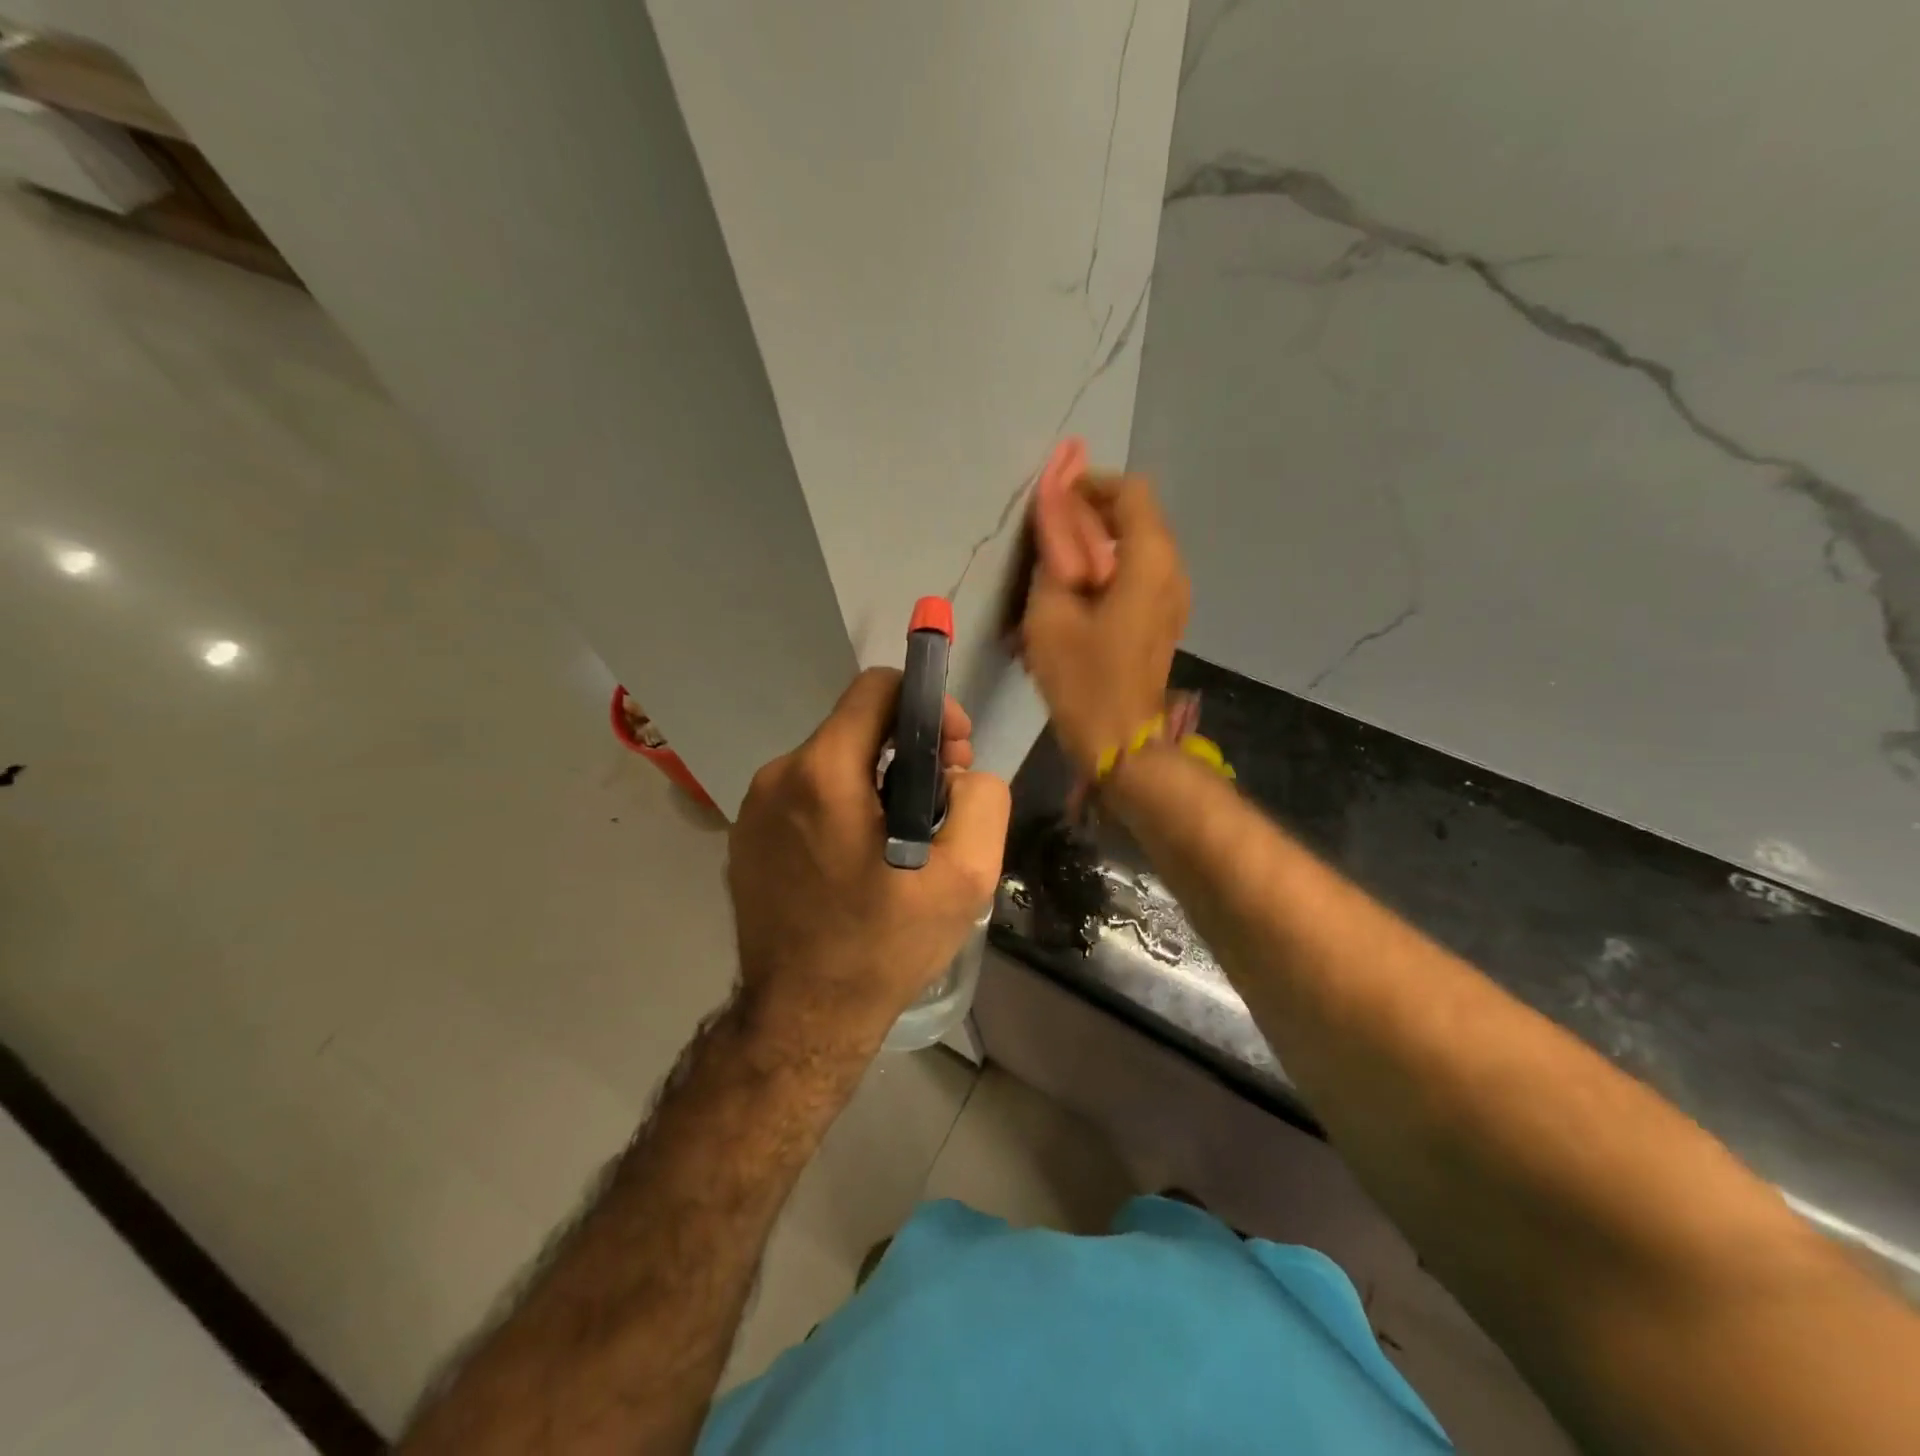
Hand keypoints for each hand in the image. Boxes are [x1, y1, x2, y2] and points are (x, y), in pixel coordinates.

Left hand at [727, 668, 1011, 1048]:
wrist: (802, 1020)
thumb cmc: (884, 946)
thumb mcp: (966, 876)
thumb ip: (982, 798)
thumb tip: (957, 772)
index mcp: (823, 773)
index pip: (876, 688)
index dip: (927, 705)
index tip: (953, 750)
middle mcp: (778, 776)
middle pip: (856, 727)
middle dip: (908, 749)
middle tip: (941, 801)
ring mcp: (753, 808)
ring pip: (831, 763)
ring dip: (876, 782)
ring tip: (903, 838)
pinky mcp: (744, 838)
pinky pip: (804, 797)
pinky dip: (840, 808)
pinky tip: (860, 859)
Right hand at [1022, 469, 1190, 773]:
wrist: (1121, 743)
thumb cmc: (1083, 679)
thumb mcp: (1051, 613)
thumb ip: (1052, 554)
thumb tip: (1053, 511)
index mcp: (1150, 560)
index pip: (1129, 491)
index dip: (1089, 486)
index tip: (1052, 502)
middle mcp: (1172, 569)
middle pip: (1135, 515)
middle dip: (1090, 515)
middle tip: (1046, 536)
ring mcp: (1173, 595)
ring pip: (1136, 545)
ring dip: (1097, 543)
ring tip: (1056, 566)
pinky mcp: (1164, 617)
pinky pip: (1138, 573)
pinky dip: (1108, 568)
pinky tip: (1076, 594)